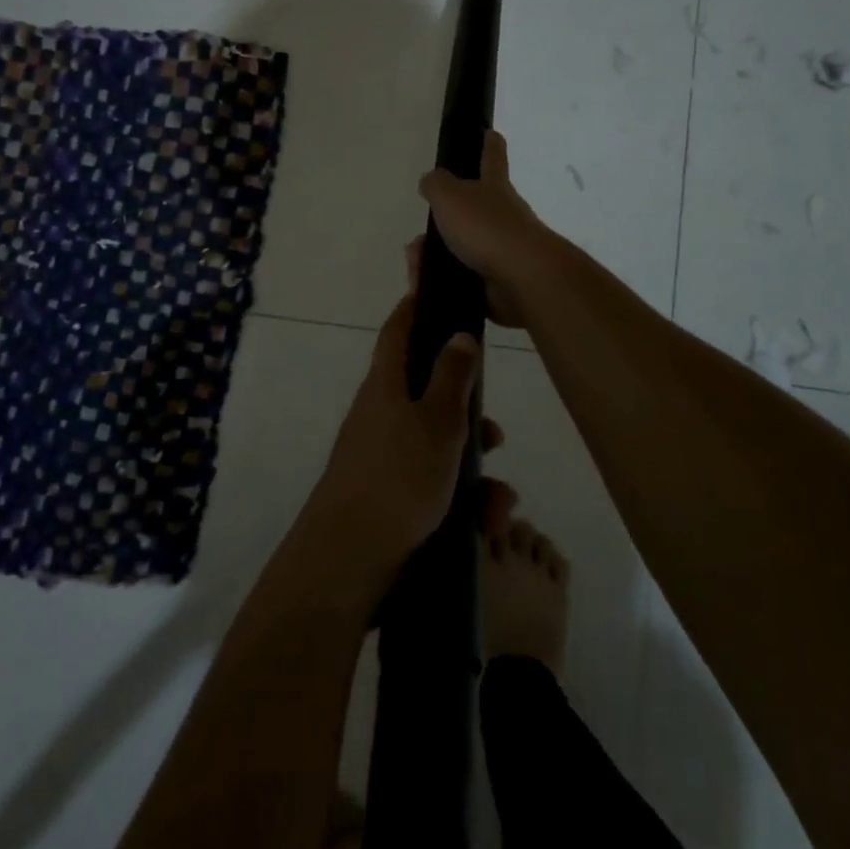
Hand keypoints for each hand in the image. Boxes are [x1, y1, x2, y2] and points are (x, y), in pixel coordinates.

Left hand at [304, 294, 509, 598]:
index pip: (398, 330)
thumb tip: (459, 333)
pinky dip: (461, 500)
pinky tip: (486, 523)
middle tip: (496, 430)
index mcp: (386, 385)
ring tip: (500, 500)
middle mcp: (381, 414)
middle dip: (467, 412)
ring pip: (438, 446)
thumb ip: (453, 377)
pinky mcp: (389, 496)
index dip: (416, 306)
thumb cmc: (398, 477)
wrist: (349, 559)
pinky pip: (433, 485)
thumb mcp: (437, 422)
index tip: (436, 288)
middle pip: (427, 393)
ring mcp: (382, 456)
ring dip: (473, 469)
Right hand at [417, 131, 552, 327]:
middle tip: (417, 244)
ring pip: (459, 250)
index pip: (492, 157)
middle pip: (467, 213)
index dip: (489, 143)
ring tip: (416, 270)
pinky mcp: (497, 283)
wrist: (521, 279)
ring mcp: (502, 251)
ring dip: (433, 258)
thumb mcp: (450, 196)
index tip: (490, 133)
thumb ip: (436, 185)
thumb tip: (431, 181)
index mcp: (494, 188)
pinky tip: (425, 288)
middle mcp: (502, 216)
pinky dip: (441, 284)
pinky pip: (462, 280)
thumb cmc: (486, 228)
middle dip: (441, 226)